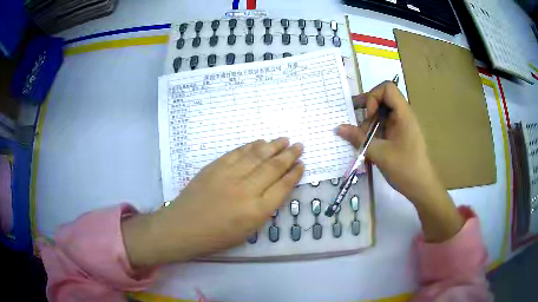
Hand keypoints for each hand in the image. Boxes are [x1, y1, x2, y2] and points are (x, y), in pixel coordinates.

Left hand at [122, 138, 303, 267]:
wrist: (184, 227)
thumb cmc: (216, 236)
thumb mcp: (247, 231)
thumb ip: (264, 210)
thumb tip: (275, 188)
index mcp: (257, 211)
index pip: (283, 187)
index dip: (294, 174)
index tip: (302, 164)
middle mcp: (247, 190)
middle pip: (273, 168)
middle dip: (289, 156)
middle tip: (299, 146)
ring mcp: (229, 175)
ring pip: (257, 155)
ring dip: (273, 146)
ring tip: (284, 139)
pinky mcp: (215, 167)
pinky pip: (237, 152)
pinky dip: (251, 146)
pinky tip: (260, 142)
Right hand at [337, 81, 434, 203]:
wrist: (421, 188)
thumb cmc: (405, 169)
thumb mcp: (380, 154)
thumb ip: (359, 139)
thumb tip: (337, 128)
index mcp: (403, 114)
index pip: (387, 88)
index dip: (373, 97)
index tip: (369, 116)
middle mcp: (403, 115)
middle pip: (382, 99)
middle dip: (367, 110)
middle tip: (356, 124)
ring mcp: (401, 126)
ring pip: (381, 114)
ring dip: (369, 124)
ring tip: (363, 141)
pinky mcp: (399, 135)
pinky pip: (384, 126)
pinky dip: (374, 132)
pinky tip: (368, 146)